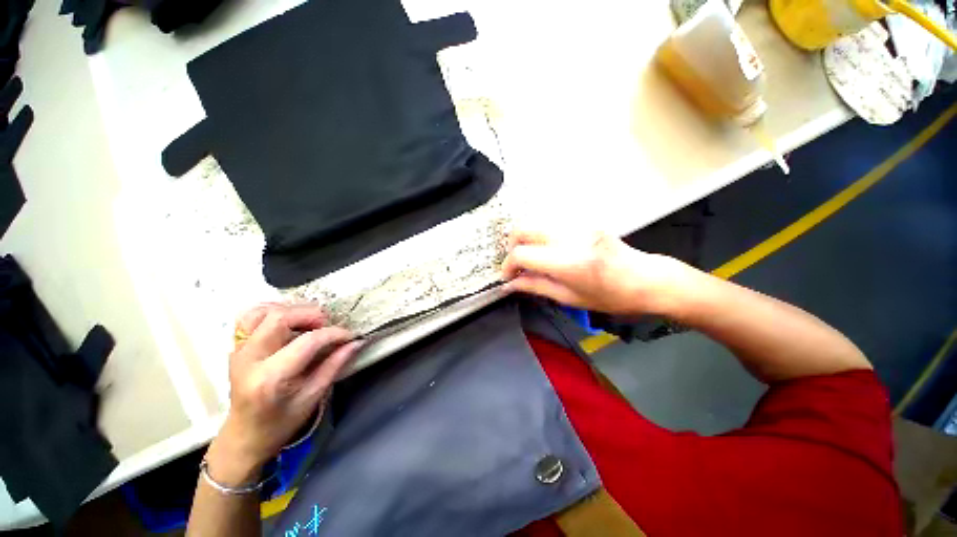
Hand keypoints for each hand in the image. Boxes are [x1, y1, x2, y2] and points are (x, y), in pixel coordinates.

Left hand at [206, 303, 361, 485]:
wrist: (245, 435)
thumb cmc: (281, 422)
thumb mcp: (314, 396)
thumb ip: (335, 365)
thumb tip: (356, 342)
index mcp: (270, 378)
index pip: (307, 341)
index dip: (334, 334)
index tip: (350, 335)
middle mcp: (250, 359)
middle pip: (280, 318)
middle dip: (311, 315)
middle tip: (327, 326)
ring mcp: (238, 351)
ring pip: (261, 312)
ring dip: (290, 310)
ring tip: (307, 321)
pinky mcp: (236, 347)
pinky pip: (250, 317)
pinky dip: (272, 311)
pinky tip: (288, 321)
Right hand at [501, 228, 697, 315]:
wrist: (647, 279)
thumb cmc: (610, 297)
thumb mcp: (570, 298)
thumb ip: (536, 287)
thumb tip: (510, 284)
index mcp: (568, 262)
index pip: (522, 254)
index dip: (508, 265)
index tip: (508, 277)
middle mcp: (570, 237)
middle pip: (524, 228)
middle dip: (512, 245)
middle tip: (516, 264)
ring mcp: (577, 225)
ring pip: (535, 223)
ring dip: (525, 240)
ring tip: (531, 258)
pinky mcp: (583, 221)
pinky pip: (550, 224)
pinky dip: (540, 236)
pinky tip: (547, 251)